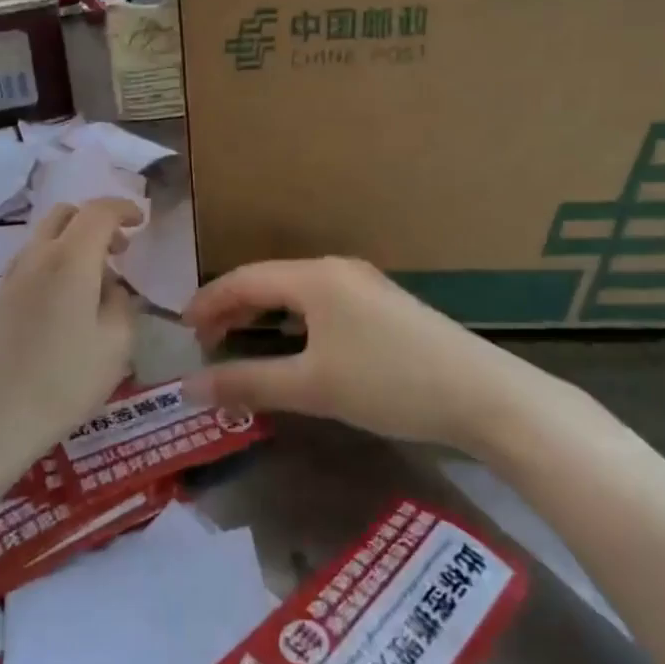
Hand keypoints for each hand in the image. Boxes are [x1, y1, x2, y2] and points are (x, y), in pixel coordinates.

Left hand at [0, 199, 141, 468]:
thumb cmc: (64, 382)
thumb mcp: (117, 344)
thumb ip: (121, 303)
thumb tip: (111, 287)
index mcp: (69, 259)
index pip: (98, 211)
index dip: (123, 208)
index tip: (140, 220)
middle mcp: (34, 258)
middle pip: (63, 214)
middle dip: (94, 221)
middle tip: (117, 250)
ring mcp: (6, 279)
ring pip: (41, 241)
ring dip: (70, 246)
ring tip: (90, 286)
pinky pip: (25, 270)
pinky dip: (49, 270)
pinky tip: (58, 312)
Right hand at [183, 258, 514, 452]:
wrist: (482, 393)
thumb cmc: (389, 382)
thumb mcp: (313, 386)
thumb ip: (248, 383)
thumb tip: (190, 389)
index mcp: (315, 278)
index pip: (244, 279)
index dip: (208, 301)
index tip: (182, 329)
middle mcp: (336, 270)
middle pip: (269, 280)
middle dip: (233, 307)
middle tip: (204, 340)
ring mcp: (364, 285)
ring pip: (296, 292)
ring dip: (263, 313)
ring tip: (240, 339)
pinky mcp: (384, 306)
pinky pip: (321, 302)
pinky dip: (293, 319)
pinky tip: (295, 344)